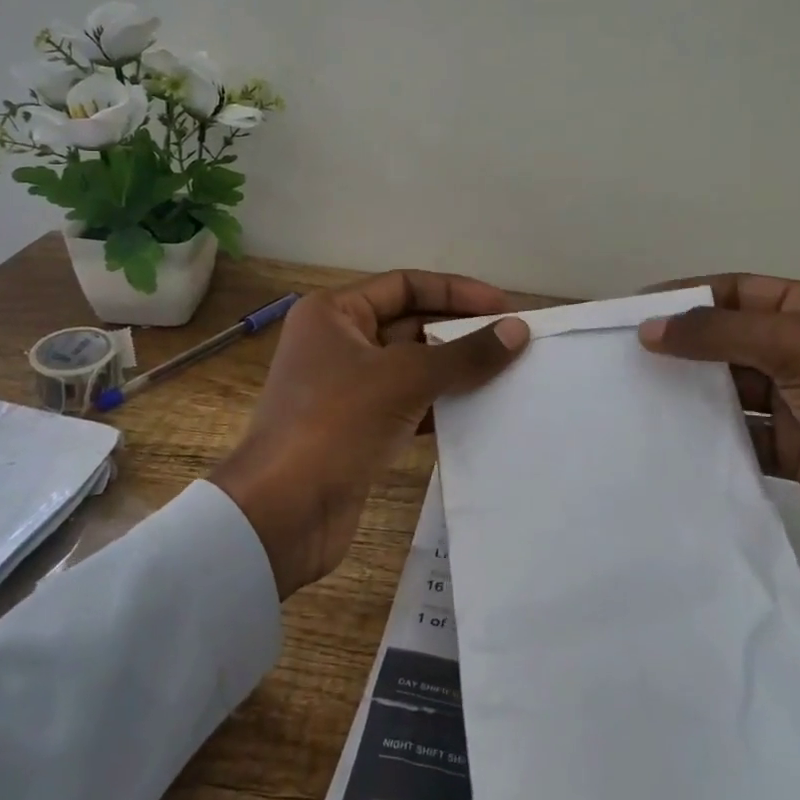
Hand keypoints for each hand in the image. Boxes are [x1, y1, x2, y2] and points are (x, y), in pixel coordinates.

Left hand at [214, 271, 528, 597]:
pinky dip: (440, 406)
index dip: (456, 292)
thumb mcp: (404, 379)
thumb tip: (517, 330)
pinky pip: (408, 405)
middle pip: (411, 325)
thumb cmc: (335, 424)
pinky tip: (479, 412)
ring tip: (508, 375)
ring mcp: (346, 388)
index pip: (405, 286)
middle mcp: (338, 343)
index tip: (504, 307)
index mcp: (334, 314)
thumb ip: (464, 355)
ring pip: (412, 368)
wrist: (281, 514)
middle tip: (513, 343)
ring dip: (455, 371)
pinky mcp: (357, 429)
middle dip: (460, 333)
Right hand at [640, 273, 799, 755]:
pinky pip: (738, 431)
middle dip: (684, 343)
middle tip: (624, 353)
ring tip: (634, 392)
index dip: (688, 296)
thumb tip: (650, 328)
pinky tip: (669, 435)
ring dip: (692, 388)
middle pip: (732, 338)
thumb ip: (723, 334)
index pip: (740, 291)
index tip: (634, 309)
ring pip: (731, 385)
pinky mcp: (793, 451)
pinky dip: (708, 431)